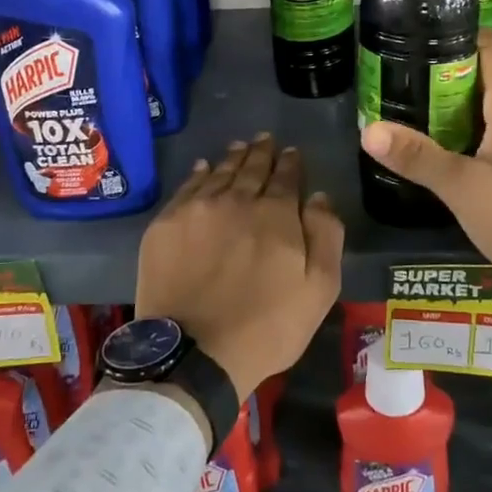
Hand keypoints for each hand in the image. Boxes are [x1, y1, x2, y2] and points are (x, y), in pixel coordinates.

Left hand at [136, 134, 342, 399]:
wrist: (195, 352)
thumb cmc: (268, 326)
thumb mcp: (319, 288)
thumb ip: (325, 235)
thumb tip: (318, 195)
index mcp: (275, 213)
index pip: (286, 176)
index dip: (291, 162)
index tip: (292, 152)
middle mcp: (236, 199)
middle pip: (251, 168)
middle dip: (262, 152)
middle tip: (265, 139)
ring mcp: (197, 209)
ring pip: (219, 173)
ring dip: (233, 158)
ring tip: (240, 146)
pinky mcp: (166, 225)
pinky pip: (186, 188)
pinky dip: (199, 174)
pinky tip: (204, 168)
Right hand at [359, 30, 491, 353]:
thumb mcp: (463, 189)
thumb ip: (418, 157)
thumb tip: (369, 131)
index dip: (463, 35)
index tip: (422, 39)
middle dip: (449, 73)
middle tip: (405, 79)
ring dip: (459, 105)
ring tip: (417, 112)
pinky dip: (474, 132)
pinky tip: (448, 152)